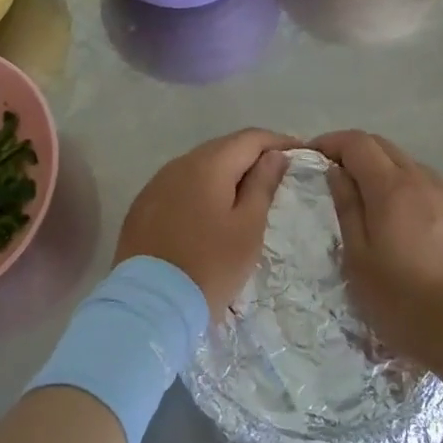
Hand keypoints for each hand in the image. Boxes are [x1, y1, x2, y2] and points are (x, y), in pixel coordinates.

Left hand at [116, 129, 295, 314]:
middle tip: (277, 174)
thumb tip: (274, 155)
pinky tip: (210, 210)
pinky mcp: (143, 206)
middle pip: (223, 148)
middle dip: (252, 156)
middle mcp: (179, 164)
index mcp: (208, 164)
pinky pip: (180, 186)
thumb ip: (262, 185)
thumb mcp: (247, 228)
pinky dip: (201, 190)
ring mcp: (156, 184)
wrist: (150, 304)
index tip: (299, 153)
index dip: (277, 142)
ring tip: (246, 194)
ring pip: (199, 167)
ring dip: (225, 174)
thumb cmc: (210, 266)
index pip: (249, 138)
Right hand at [315, 130, 442, 371]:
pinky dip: (415, 193)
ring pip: (413, 167)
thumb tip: (336, 172)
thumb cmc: (405, 302)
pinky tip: (414, 227)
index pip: (357, 142)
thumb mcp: (359, 260)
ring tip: (376, 205)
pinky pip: (436, 190)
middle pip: (385, 146)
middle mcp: (424, 180)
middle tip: (339, 177)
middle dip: (357, 152)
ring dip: (388, 173)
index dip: (332, 141)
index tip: (314, 155)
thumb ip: (347, 209)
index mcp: (391, 187)